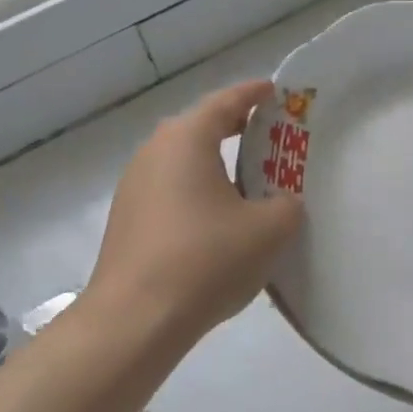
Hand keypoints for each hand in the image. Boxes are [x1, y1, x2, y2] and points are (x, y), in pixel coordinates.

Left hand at [86, 79, 303, 344]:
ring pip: (182, 161)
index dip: (253, 94)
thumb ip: (286, 205)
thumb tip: (281, 203)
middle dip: (234, 128)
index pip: (225, 102)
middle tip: (267, 134)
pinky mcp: (126, 218)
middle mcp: (155, 151)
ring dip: (213, 164)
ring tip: (246, 181)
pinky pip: (169, 190)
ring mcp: (134, 185)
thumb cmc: (205, 259)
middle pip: (200, 127)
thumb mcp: (268, 230)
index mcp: (187, 139)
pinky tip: (215, 221)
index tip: (274, 91)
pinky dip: (195, 191)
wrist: (134, 320)